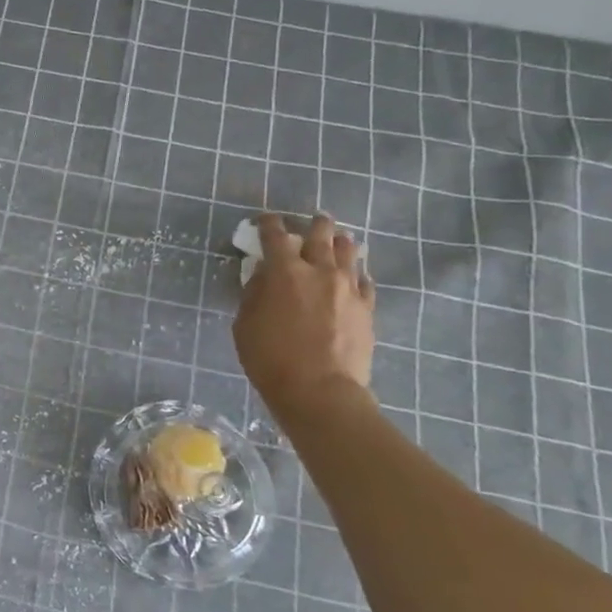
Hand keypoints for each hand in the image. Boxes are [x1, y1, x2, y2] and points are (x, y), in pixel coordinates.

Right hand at [235, 212, 375, 420]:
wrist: (320, 391)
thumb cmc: (270, 359)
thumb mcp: (245, 324)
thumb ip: (254, 294)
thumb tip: (263, 276)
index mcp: (284, 272)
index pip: (275, 235)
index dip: (269, 223)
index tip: (265, 220)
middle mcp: (319, 271)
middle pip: (320, 234)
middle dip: (314, 224)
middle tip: (312, 220)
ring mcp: (348, 288)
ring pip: (349, 251)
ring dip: (339, 242)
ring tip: (337, 241)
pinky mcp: (366, 308)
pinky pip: (364, 281)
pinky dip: (356, 273)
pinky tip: (353, 277)